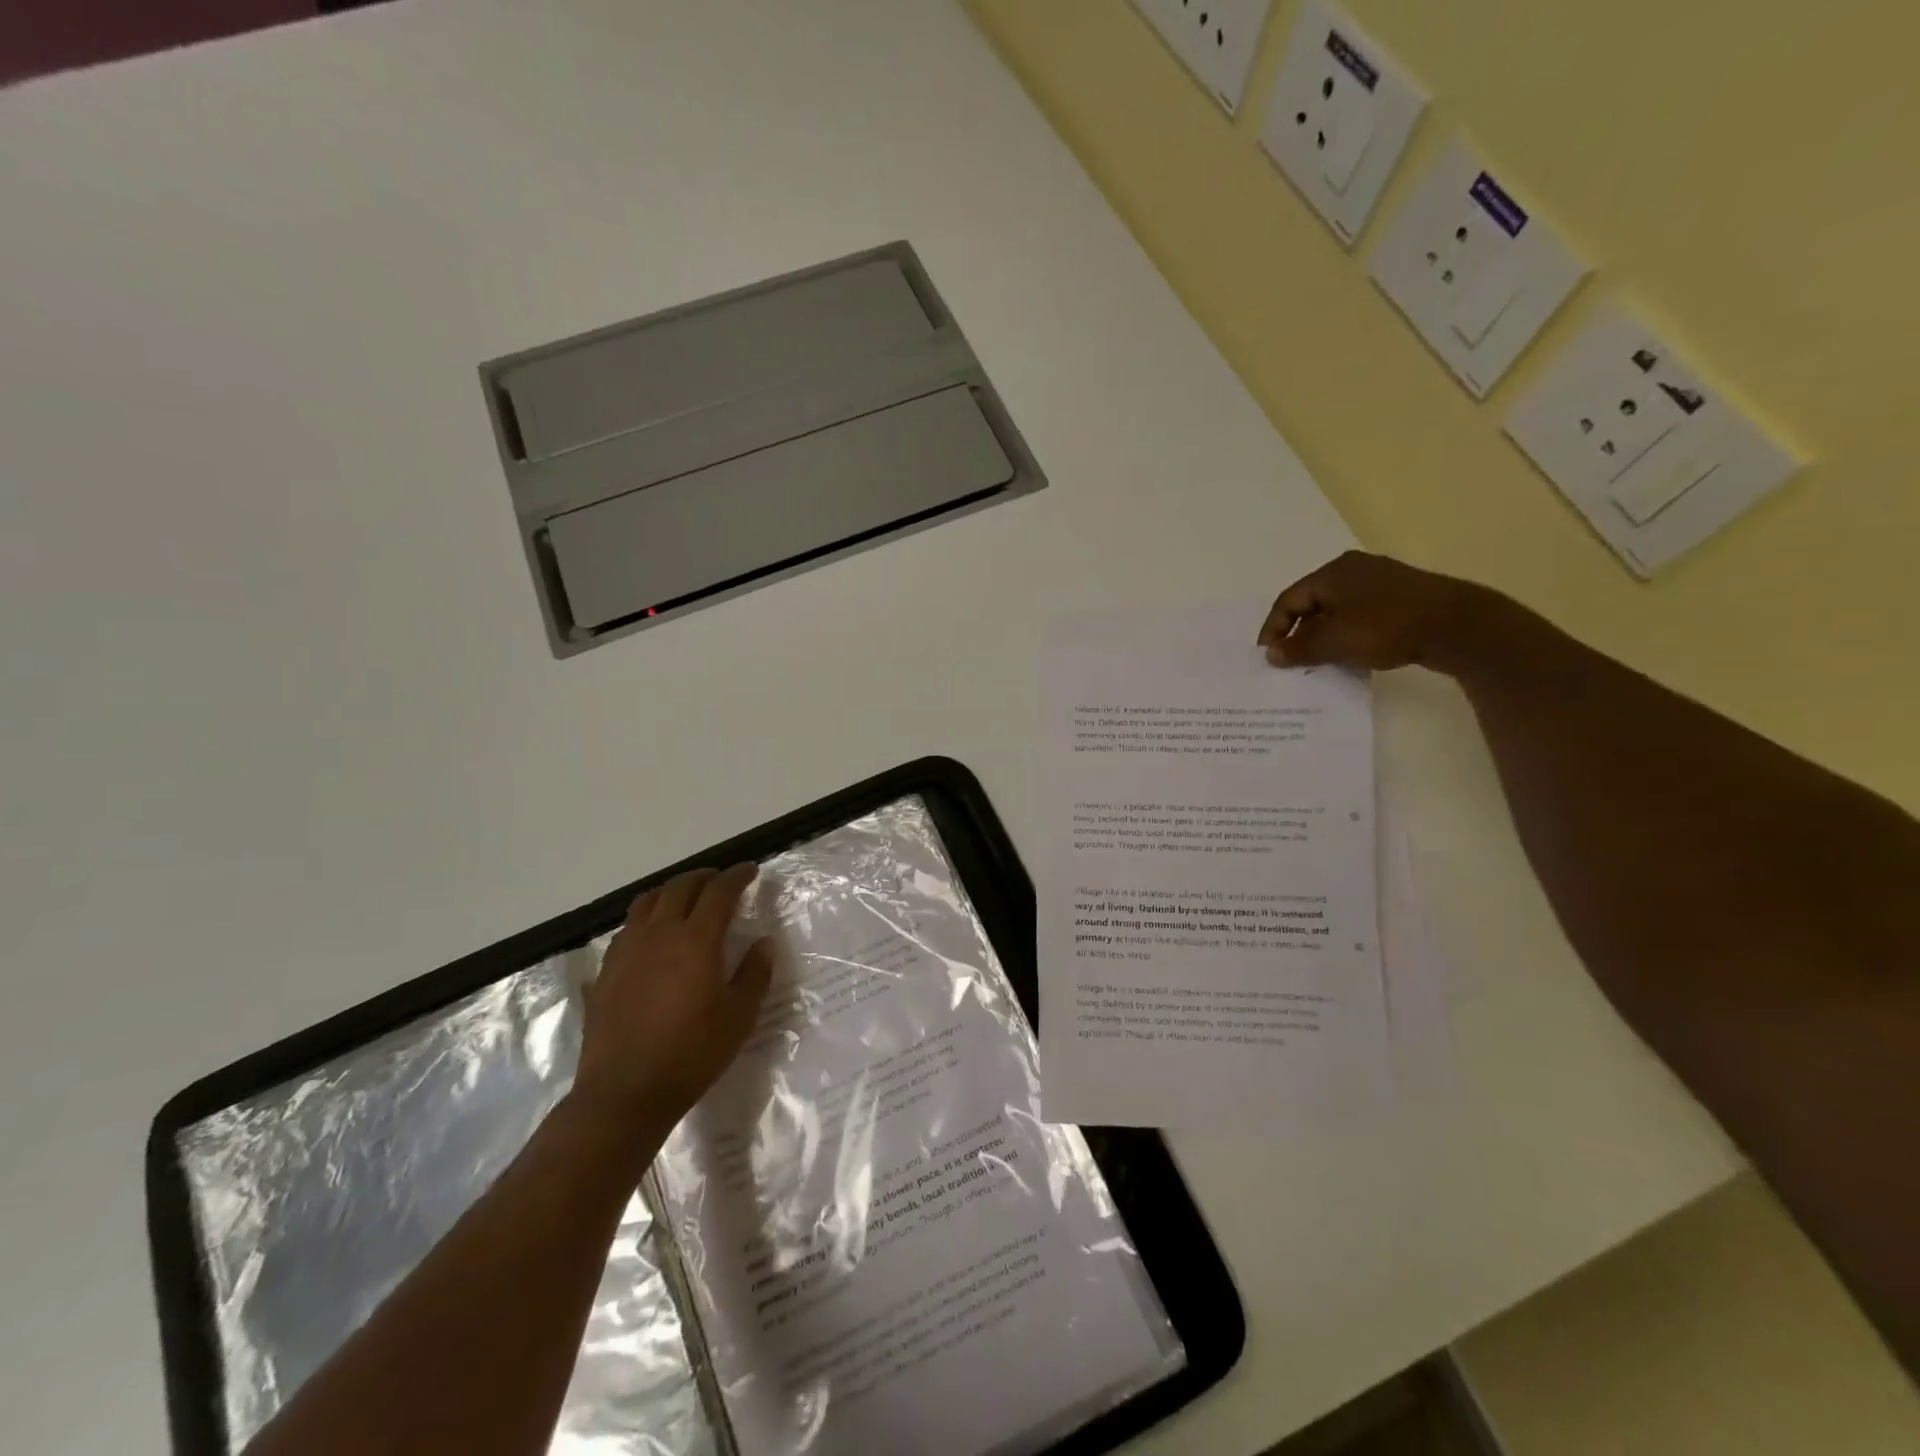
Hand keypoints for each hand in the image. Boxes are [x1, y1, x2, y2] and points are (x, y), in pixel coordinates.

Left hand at [572, 865, 775, 1132]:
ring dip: (671, 891)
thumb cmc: (692, 1053)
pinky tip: (653, 936)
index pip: (719, 891)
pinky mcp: (606, 970)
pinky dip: (647, 918)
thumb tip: (764, 943)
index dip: (737, 876)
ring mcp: (627, 950)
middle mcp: (659, 933)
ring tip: (685, 898)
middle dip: (704, 877)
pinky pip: (628, 927)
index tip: (750, 871)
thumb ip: (755, 973)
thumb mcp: (739, 1016)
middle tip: (721, 881)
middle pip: (680, 887)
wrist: (625, 1092)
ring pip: (648, 901)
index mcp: (696, 939)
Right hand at [1256, 551, 1493, 672]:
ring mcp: (1380, 579)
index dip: (1274, 628)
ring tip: (1318, 659)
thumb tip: (1271, 653)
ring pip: (1336, 608)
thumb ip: (1299, 648)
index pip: (1288, 600)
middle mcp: (1353, 569)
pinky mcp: (1401, 594)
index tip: (1267, 654)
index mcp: (1332, 573)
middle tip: (1290, 657)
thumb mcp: (1335, 642)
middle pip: (1312, 602)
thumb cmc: (1385, 628)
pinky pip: (1359, 613)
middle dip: (1298, 631)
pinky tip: (1351, 651)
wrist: (1457, 626)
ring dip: (1323, 633)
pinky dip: (1346, 631)